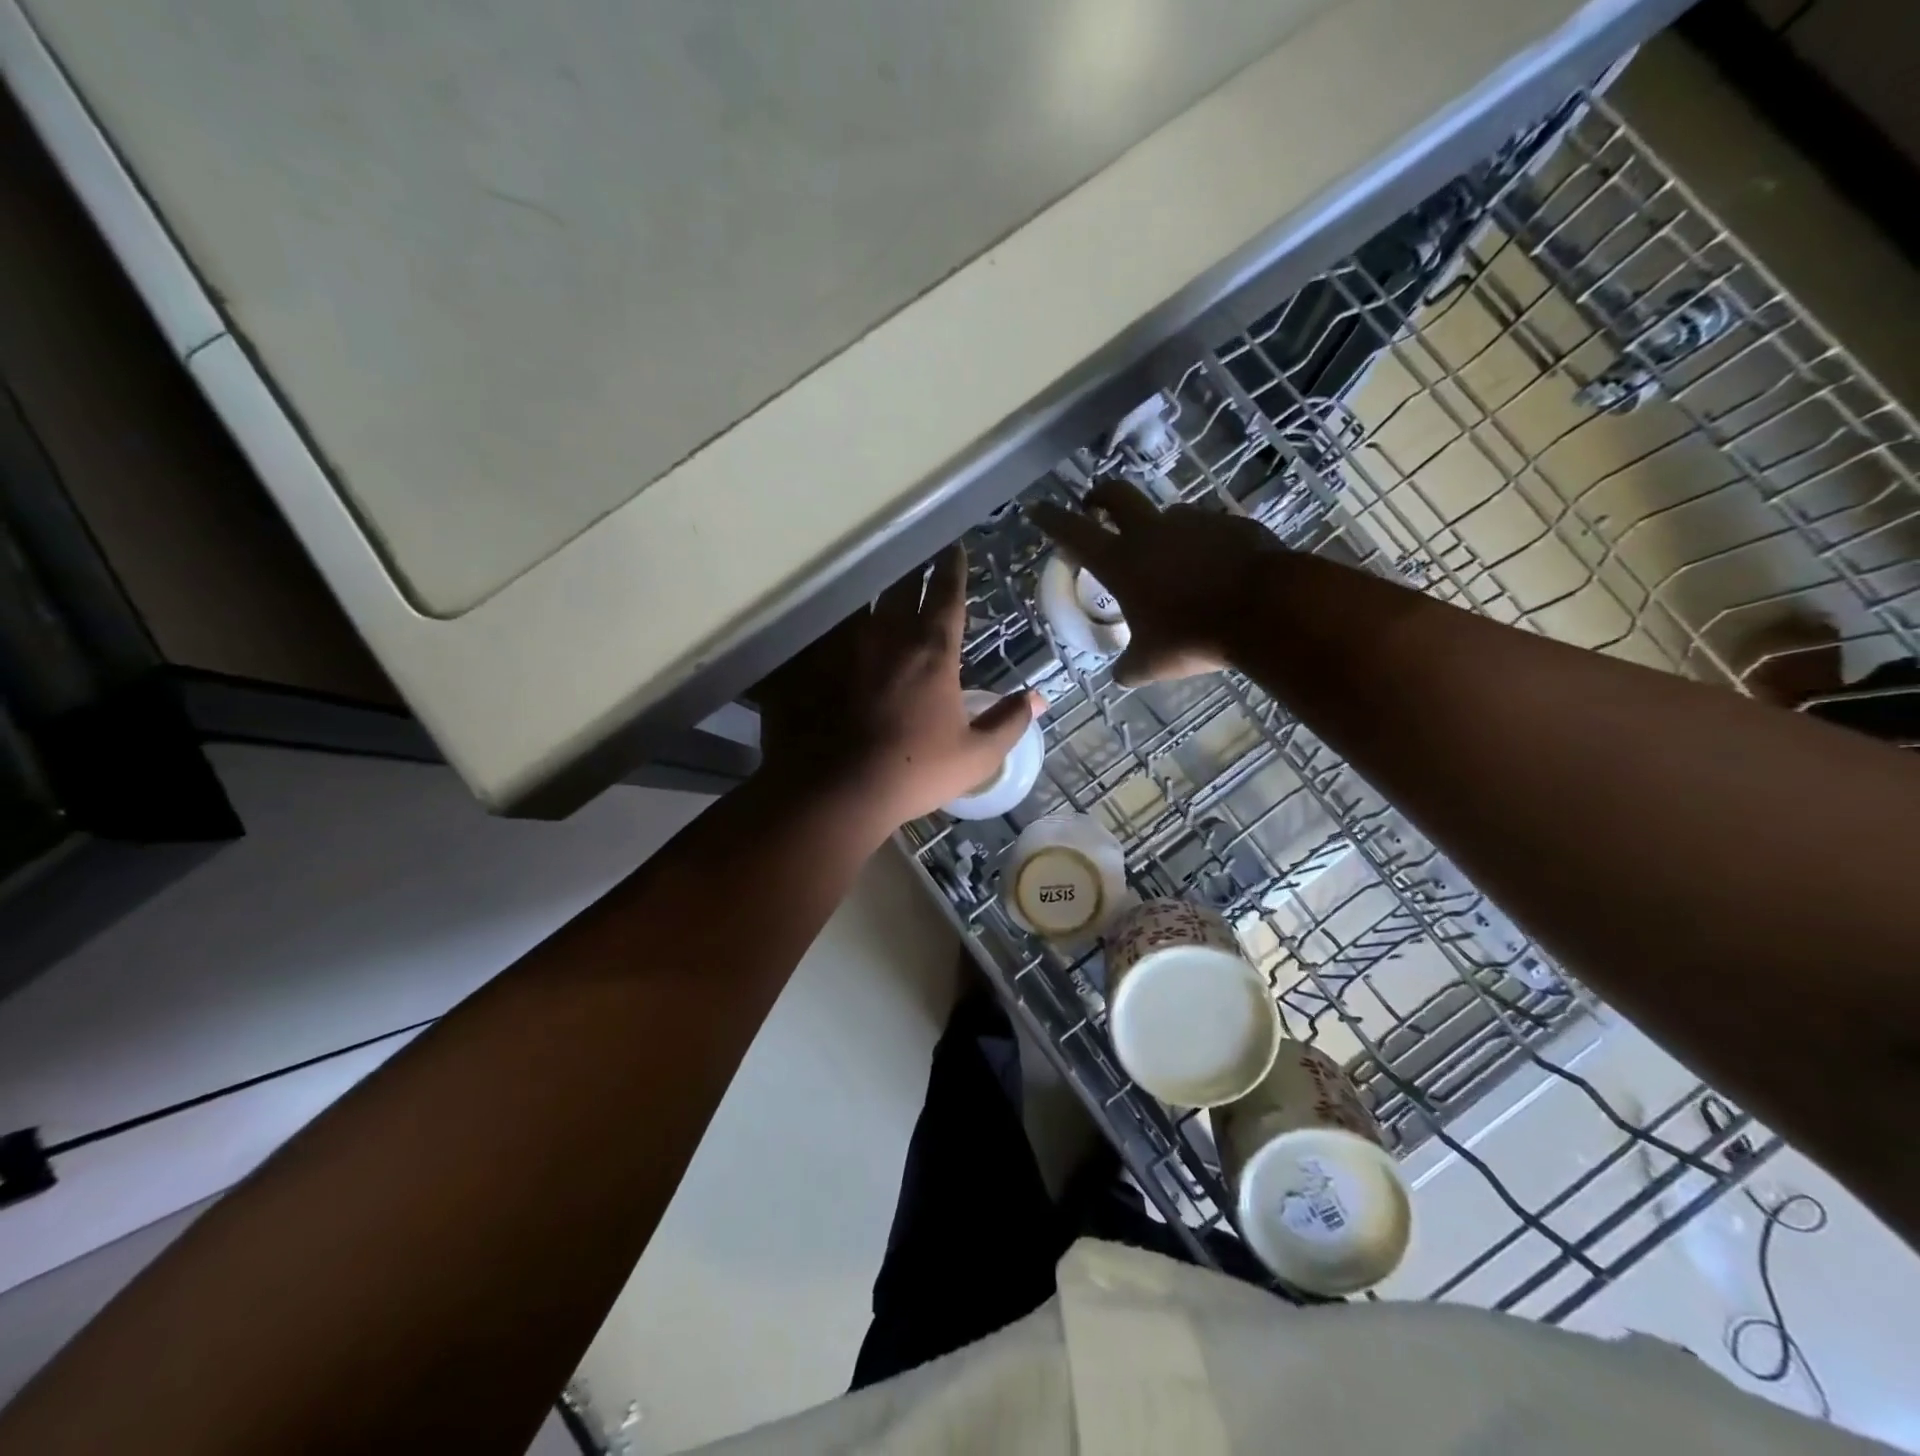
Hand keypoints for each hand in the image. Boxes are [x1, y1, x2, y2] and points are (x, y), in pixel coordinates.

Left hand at [757, 545, 1040, 828]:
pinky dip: (840, 620)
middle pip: (902, 587)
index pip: (946, 596)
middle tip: (920, 556)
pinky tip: (841, 622)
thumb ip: (1009, 722)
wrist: (840, 790)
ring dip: (877, 589)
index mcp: (932, 652)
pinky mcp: (815, 664)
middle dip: (915, 568)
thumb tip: (1039, 698)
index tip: (954, 549)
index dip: (953, 570)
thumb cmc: (916, 771)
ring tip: (882, 582)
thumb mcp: (976, 755)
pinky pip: (829, 628)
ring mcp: (846, 647)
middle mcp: (889, 636)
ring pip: (864, 602)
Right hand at [1029, 480, 1285, 685]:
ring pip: (1168, 515)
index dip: (1052, 519)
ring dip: (1159, 528)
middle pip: (1117, 495)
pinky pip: (1209, 530)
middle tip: (1095, 505)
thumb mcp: (1150, 664)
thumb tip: (1121, 674)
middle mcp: (1152, 532)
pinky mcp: (1232, 524)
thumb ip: (1129, 666)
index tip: (1037, 509)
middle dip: (1100, 496)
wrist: (1266, 609)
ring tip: (1168, 557)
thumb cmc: (1193, 637)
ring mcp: (1195, 522)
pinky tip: (1214, 569)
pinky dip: (1203, 545)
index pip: (1073, 532)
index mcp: (1121, 562)